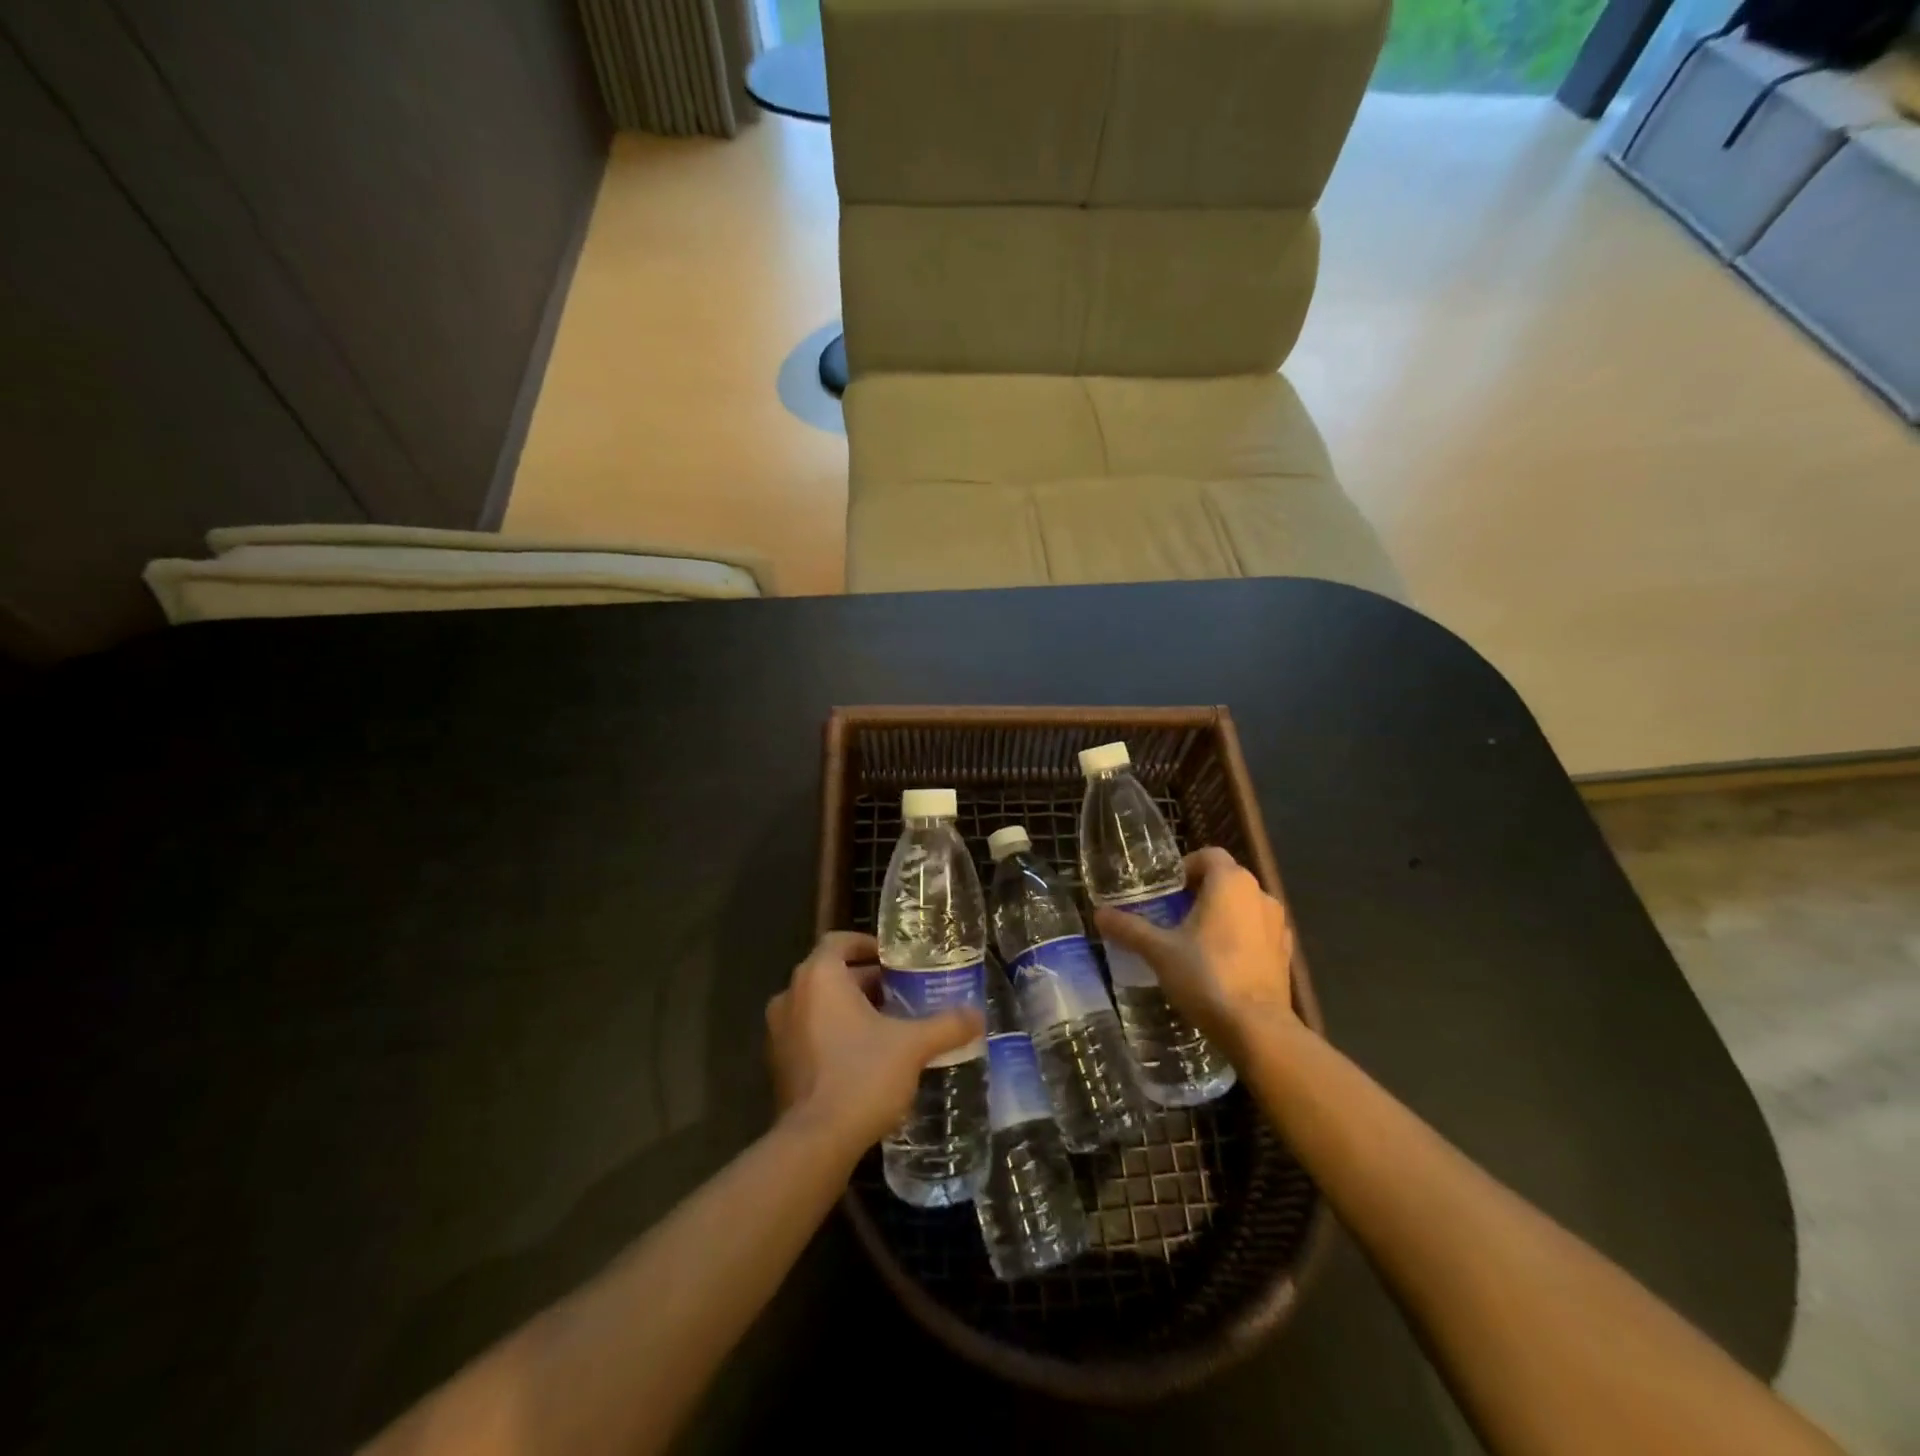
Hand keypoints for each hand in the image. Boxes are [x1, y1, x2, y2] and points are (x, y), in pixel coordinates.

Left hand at [765, 931, 984, 1156]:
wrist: (815, 1143)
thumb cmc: (861, 1076)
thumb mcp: (912, 1046)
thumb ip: (946, 1025)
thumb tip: (977, 1015)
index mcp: (819, 977)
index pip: (839, 941)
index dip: (867, 945)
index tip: (895, 960)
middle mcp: (791, 995)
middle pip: (831, 974)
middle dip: (866, 982)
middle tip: (902, 995)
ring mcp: (779, 1031)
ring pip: (819, 1005)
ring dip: (850, 1009)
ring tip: (889, 1025)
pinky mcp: (778, 1064)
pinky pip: (808, 1033)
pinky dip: (833, 1034)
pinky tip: (865, 1057)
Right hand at [1093, 847, 1297, 1056]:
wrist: (1257, 1028)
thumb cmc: (1206, 976)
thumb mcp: (1159, 951)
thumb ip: (1130, 928)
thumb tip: (1099, 913)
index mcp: (1231, 883)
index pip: (1209, 855)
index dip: (1186, 866)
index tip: (1167, 890)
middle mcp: (1259, 894)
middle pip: (1227, 879)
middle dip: (1201, 891)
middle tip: (1174, 914)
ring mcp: (1277, 924)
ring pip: (1245, 905)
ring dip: (1223, 913)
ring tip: (1196, 939)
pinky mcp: (1285, 952)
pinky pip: (1258, 931)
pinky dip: (1241, 936)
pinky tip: (1223, 962)